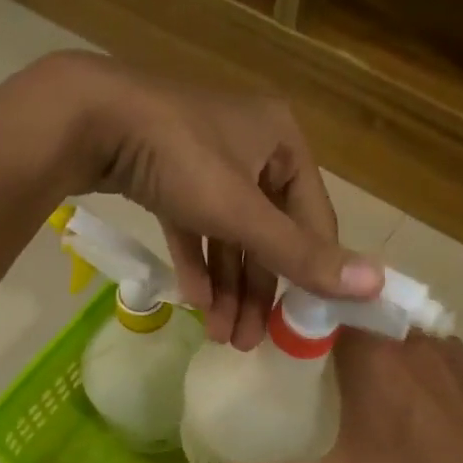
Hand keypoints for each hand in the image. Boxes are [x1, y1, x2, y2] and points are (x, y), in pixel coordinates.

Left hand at [32, 52, 383, 348]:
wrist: (88, 120)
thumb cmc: (179, 158)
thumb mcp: (241, 212)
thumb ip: (300, 254)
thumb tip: (375, 286)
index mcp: (283, 142)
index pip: (313, 219)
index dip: (311, 273)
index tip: (302, 324)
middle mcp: (251, 146)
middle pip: (266, 233)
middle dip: (256, 291)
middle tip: (248, 342)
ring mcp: (206, 159)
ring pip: (227, 234)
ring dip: (225, 286)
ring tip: (219, 335)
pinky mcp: (167, 172)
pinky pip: (193, 224)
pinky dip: (195, 261)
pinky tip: (193, 300)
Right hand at [220, 331, 462, 462]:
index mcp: (375, 357)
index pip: (333, 303)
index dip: (306, 307)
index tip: (283, 322)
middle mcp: (411, 340)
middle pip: (364, 309)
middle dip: (335, 318)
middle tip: (307, 342)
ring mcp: (446, 351)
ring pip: (397, 322)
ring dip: (371, 331)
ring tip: (345, 356)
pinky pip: (426, 340)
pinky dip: (403, 346)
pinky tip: (393, 377)